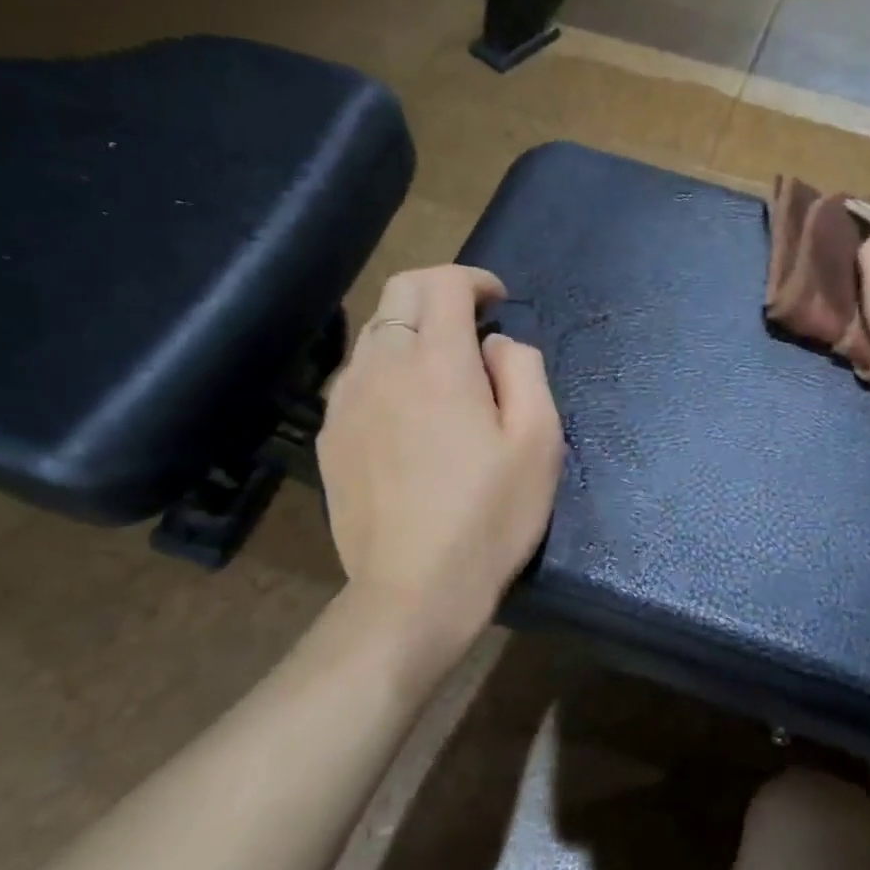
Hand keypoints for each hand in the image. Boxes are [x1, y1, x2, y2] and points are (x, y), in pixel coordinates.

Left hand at [318, 266, 564, 659]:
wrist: (414, 590)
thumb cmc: (490, 517)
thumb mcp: (539, 442)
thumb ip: (524, 372)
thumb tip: (496, 345)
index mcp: (437, 363)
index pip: (443, 283)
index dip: (474, 278)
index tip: (497, 300)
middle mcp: (381, 367)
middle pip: (398, 293)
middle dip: (438, 291)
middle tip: (472, 321)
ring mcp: (346, 401)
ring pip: (373, 333)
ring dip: (411, 330)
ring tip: (443, 368)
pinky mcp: (330, 436)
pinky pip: (357, 377)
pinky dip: (386, 369)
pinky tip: (408, 410)